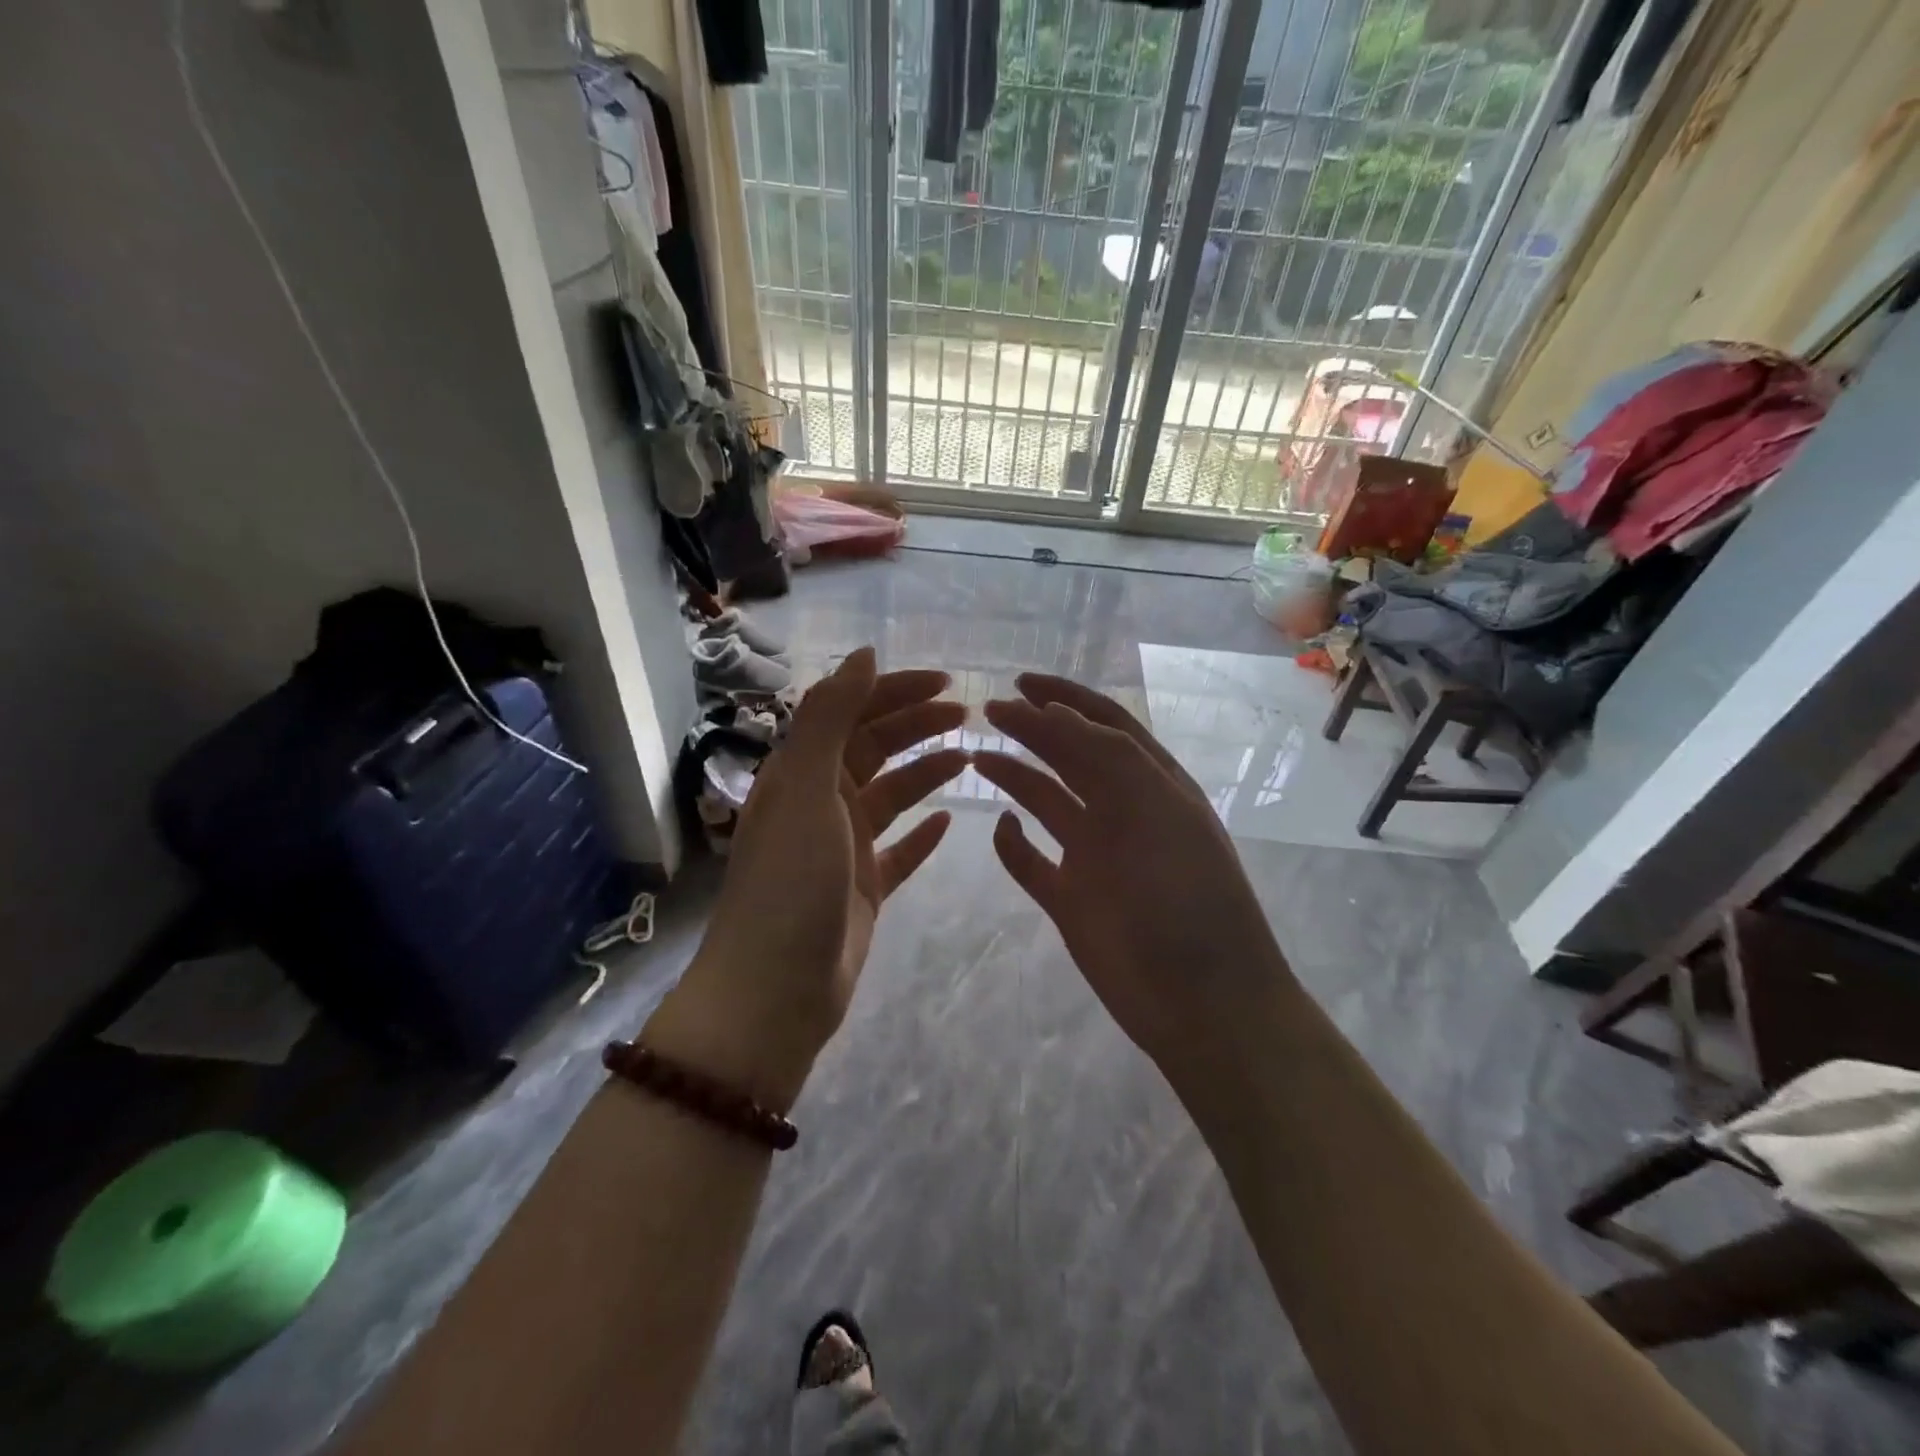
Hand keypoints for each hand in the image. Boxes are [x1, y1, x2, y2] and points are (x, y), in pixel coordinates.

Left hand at [646, 649, 967, 1111]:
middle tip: (969, 715)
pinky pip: (899, 851)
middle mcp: (820, 803)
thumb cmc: (790, 883)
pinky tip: (949, 822)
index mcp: (800, 774)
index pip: (850, 713)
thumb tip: (863, 655)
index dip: (894, 692)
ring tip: (969, 758)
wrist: (775, 991)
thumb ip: (830, 718)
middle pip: (874, 748)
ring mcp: (842, 848)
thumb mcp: (806, 789)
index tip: (945, 683)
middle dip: (918, 725)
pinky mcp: (863, 888)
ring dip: (926, 772)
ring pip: (891, 795)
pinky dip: (922, 834)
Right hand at [973, 674, 1292, 1077]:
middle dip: (1033, 729)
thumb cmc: (1185, 895)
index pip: (1105, 725)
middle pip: (1070, 756)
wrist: (1202, 1000)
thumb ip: (1106, 755)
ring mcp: (1096, 857)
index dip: (1065, 697)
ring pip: (1048, 803)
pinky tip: (999, 827)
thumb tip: (1054, 711)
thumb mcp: (1155, 808)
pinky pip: (1032, 863)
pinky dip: (1012, 845)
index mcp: (1151, 785)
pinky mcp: (1072, 900)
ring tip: (978, 757)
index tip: (1020, 683)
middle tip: (987, 711)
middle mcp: (1122, 812)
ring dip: (1016, 777)